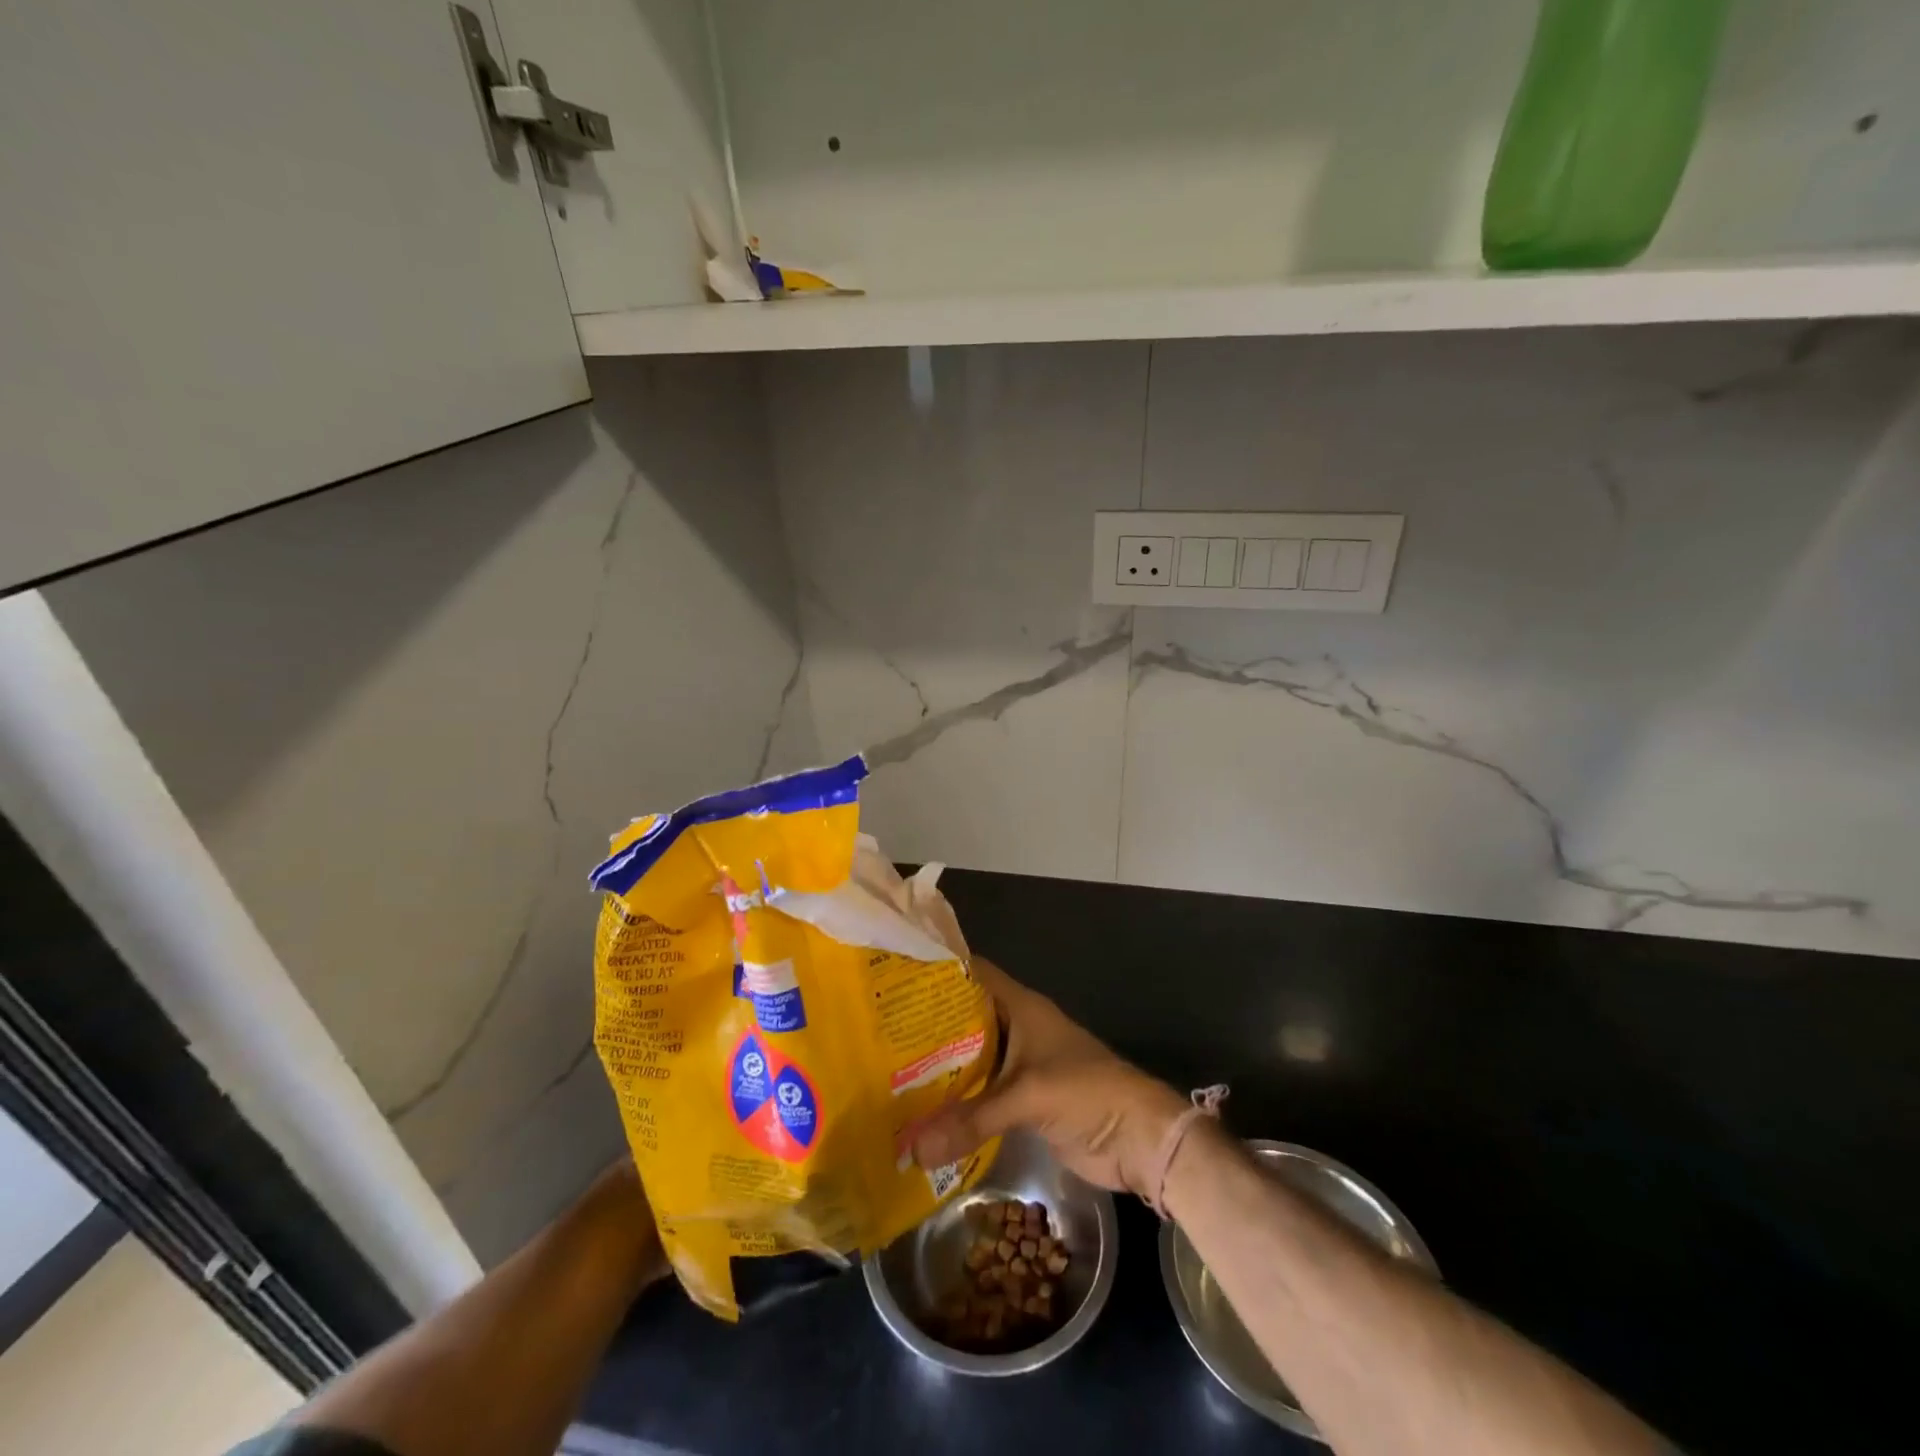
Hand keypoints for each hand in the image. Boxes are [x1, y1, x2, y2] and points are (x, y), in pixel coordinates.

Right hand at [911, 958, 1188, 1200]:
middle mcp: (1017, 1029)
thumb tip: (909, 1149)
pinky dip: (956, 1103)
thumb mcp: (1027, 1098)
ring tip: (886, 1075)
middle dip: (927, 1027)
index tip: (894, 979)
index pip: (972, 974)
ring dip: (938, 1069)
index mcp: (1020, 1007)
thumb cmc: (1087, 1093)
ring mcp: (1020, 1066)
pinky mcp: (1022, 1101)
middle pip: (965, 1019)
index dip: (938, 971)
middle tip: (877, 1035)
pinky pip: (981, 1095)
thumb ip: (970, 1119)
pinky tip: (921, 1115)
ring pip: (971, 1059)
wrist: (1139, 1138)